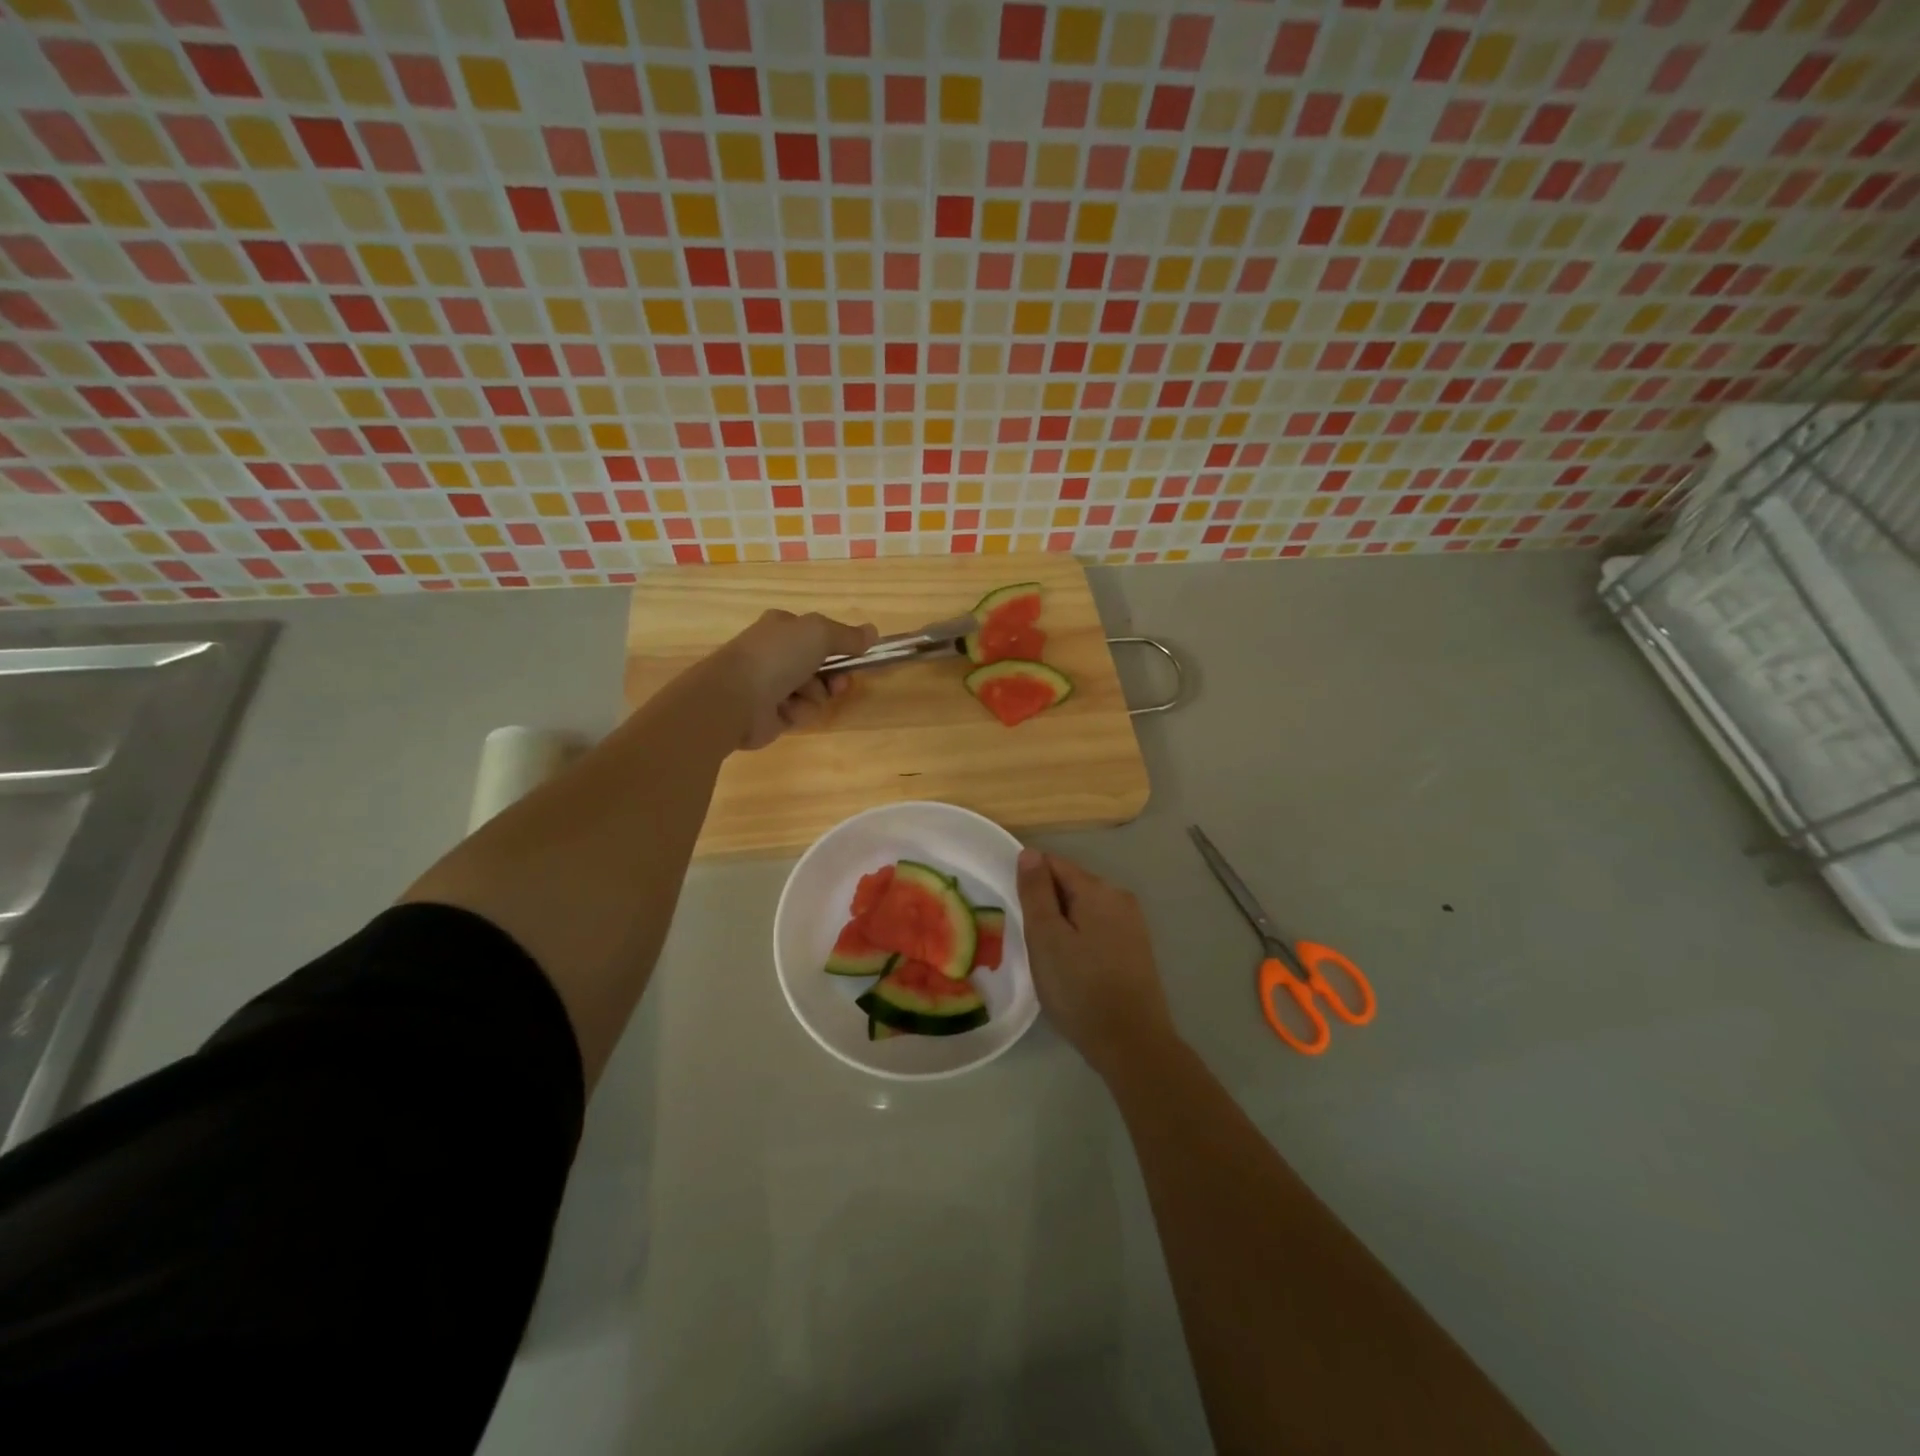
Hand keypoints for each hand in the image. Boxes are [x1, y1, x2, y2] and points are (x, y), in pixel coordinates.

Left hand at [712, 610, 875, 750]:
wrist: (734, 698)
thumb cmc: (776, 657)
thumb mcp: (819, 633)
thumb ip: (848, 635)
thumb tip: (873, 632)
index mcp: (782, 628)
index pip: (820, 635)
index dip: (840, 648)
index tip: (855, 657)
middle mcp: (777, 654)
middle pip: (822, 667)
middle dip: (833, 677)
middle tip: (837, 684)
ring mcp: (772, 685)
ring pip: (814, 692)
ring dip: (814, 696)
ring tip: (799, 697)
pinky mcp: (771, 714)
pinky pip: (801, 713)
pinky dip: (799, 713)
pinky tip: (785, 711)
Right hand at [1017, 848, 1176, 1078]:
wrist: (1131, 1043)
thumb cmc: (1079, 988)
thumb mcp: (1046, 937)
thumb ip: (1036, 891)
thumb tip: (1030, 853)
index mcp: (1097, 889)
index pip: (1052, 863)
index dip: (1029, 883)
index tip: (1017, 913)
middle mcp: (1119, 897)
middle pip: (1070, 885)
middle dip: (1047, 905)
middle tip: (1031, 943)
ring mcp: (1132, 923)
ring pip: (1084, 909)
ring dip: (1063, 924)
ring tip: (1050, 959)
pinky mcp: (1137, 948)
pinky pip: (1099, 929)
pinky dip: (1081, 939)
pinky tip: (1074, 968)